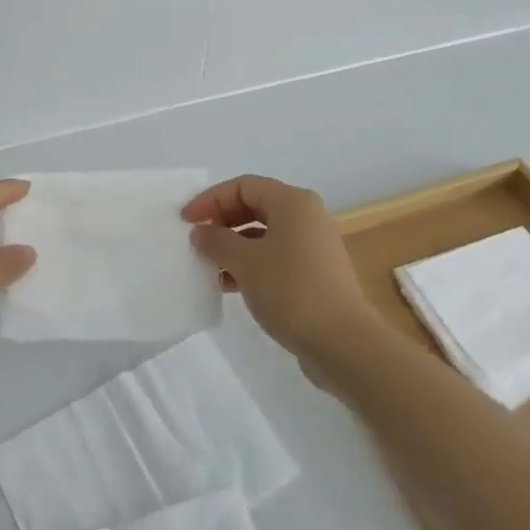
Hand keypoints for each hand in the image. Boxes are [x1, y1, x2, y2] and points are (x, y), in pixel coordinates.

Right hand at [183, 175, 379, 363]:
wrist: (343, 343)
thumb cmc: (292, 291)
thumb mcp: (246, 263)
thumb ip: (217, 242)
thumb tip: (201, 232)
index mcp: (292, 202)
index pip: (243, 186)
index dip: (211, 199)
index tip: (186, 221)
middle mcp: (306, 216)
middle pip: (254, 206)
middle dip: (221, 221)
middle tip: (196, 241)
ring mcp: (312, 245)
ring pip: (263, 234)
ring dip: (233, 246)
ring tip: (207, 266)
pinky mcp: (314, 272)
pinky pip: (274, 256)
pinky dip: (250, 264)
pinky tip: (228, 285)